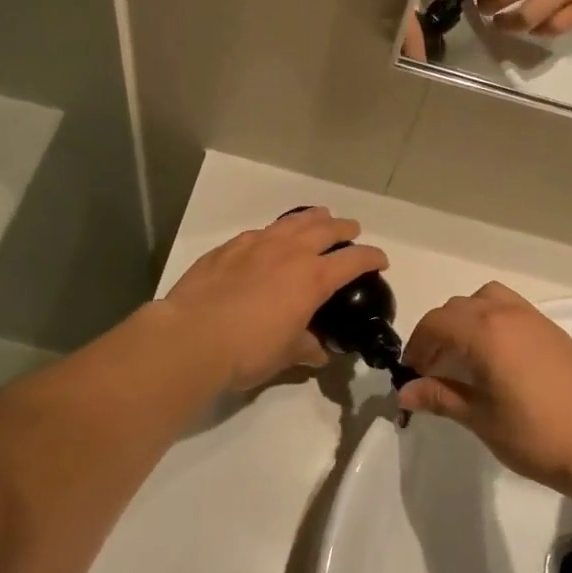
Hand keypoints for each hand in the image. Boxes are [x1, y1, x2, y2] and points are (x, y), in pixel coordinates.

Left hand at [160, 207, 388, 391]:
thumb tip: (320, 351)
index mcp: (313, 278)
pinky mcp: (228, 248)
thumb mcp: (285, 354)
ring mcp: (256, 244)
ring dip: (312, 218)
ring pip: (292, 221)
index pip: (354, 260)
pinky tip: (269, 239)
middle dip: (344, 228)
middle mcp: (289, 252)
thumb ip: (307, 347)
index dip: (372, 257)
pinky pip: (260, 232)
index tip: (381, 260)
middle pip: (326, 229)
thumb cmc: (248, 350)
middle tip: (352, 231)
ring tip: (320, 218)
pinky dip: (274, 232)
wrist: (191, 337)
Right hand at [398, 282, 571, 492]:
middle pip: (459, 307)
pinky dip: (494, 319)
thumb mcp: (480, 418)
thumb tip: (406, 392)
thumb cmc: (533, 435)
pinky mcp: (553, 330)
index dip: (417, 344)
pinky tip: (499, 356)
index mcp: (485, 333)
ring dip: (468, 317)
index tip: (412, 371)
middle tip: (433, 367)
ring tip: (466, 352)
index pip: (437, 322)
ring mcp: (534, 319)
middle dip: (439, 331)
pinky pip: (513, 308)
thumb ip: (440, 397)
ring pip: (487, 298)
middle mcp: (508, 315)